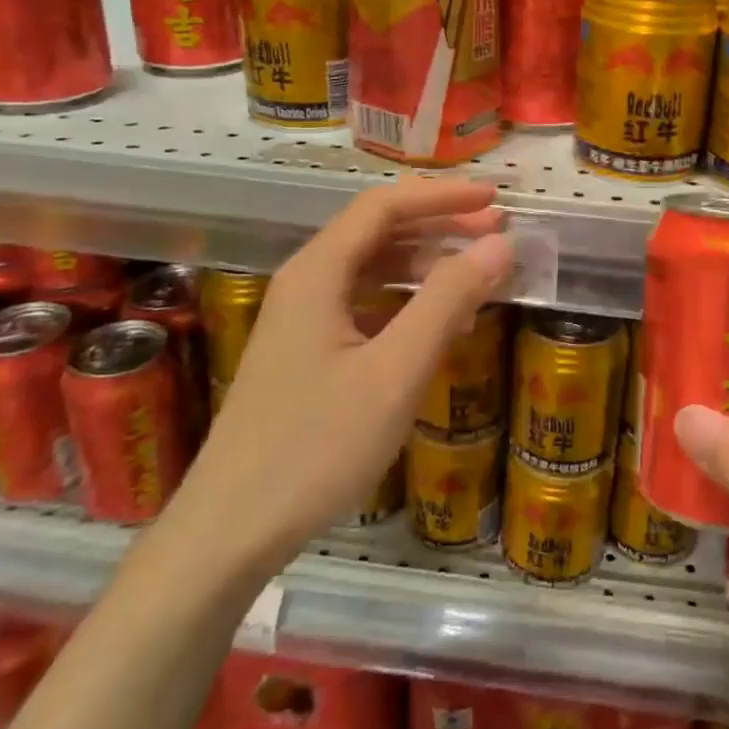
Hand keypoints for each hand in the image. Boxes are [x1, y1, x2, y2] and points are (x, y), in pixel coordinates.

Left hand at [176, 179, 514, 577]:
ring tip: (479, 273)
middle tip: (497, 232)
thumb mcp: (395, 371)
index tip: (496, 199)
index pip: (385, 207)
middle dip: (440, 226)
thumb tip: (498, 243)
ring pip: (373, 270)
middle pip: (379, 232)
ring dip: (427, 263)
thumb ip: (448, 300)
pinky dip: (408, 301)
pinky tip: (439, 324)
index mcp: (318, 273)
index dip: (443, 196)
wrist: (230, 532)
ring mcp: (303, 320)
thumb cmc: (316, 446)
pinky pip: (366, 306)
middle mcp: (306, 283)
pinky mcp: (307, 354)